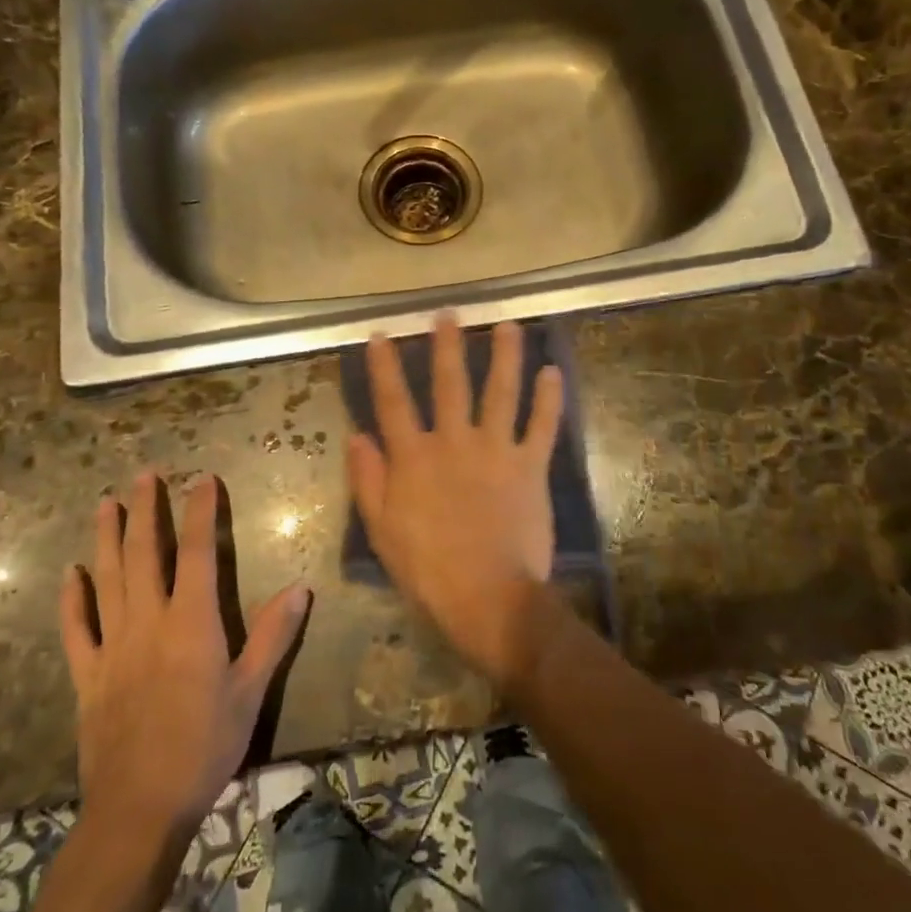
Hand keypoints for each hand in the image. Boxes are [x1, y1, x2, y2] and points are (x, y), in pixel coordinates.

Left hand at [61, 472, 309, 838]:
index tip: (202, 479)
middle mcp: (149, 622)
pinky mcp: (88, 675)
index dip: (201, 512)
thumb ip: (273, 636)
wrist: (139, 808)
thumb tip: (300, 587)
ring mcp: (113, 646)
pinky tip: (71, 573)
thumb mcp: (250, 693)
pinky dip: (73, 599)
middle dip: (146, 511)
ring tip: (105, 504)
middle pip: (145, 554)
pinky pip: (77, 629)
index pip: (198, 552)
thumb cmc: (204, 747)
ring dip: (107, 539)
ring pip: (108, 579)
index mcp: (191, 622)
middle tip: (144, 475)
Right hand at [347, 315, 563, 686]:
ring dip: (505, 356)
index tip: (381, 334)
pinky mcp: (530, 467)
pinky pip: (542, 427)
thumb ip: (368, 479)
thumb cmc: (427, 570)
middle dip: (448, 346)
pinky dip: (549, 400)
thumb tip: (357, 435)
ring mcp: (496, 450)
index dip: (385, 367)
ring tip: (509, 325)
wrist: (488, 598)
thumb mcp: (381, 529)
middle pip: (450, 384)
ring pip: (501, 392)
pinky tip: (552, 372)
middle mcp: (454, 442)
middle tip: (450, 314)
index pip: (393, 402)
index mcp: (414, 457)